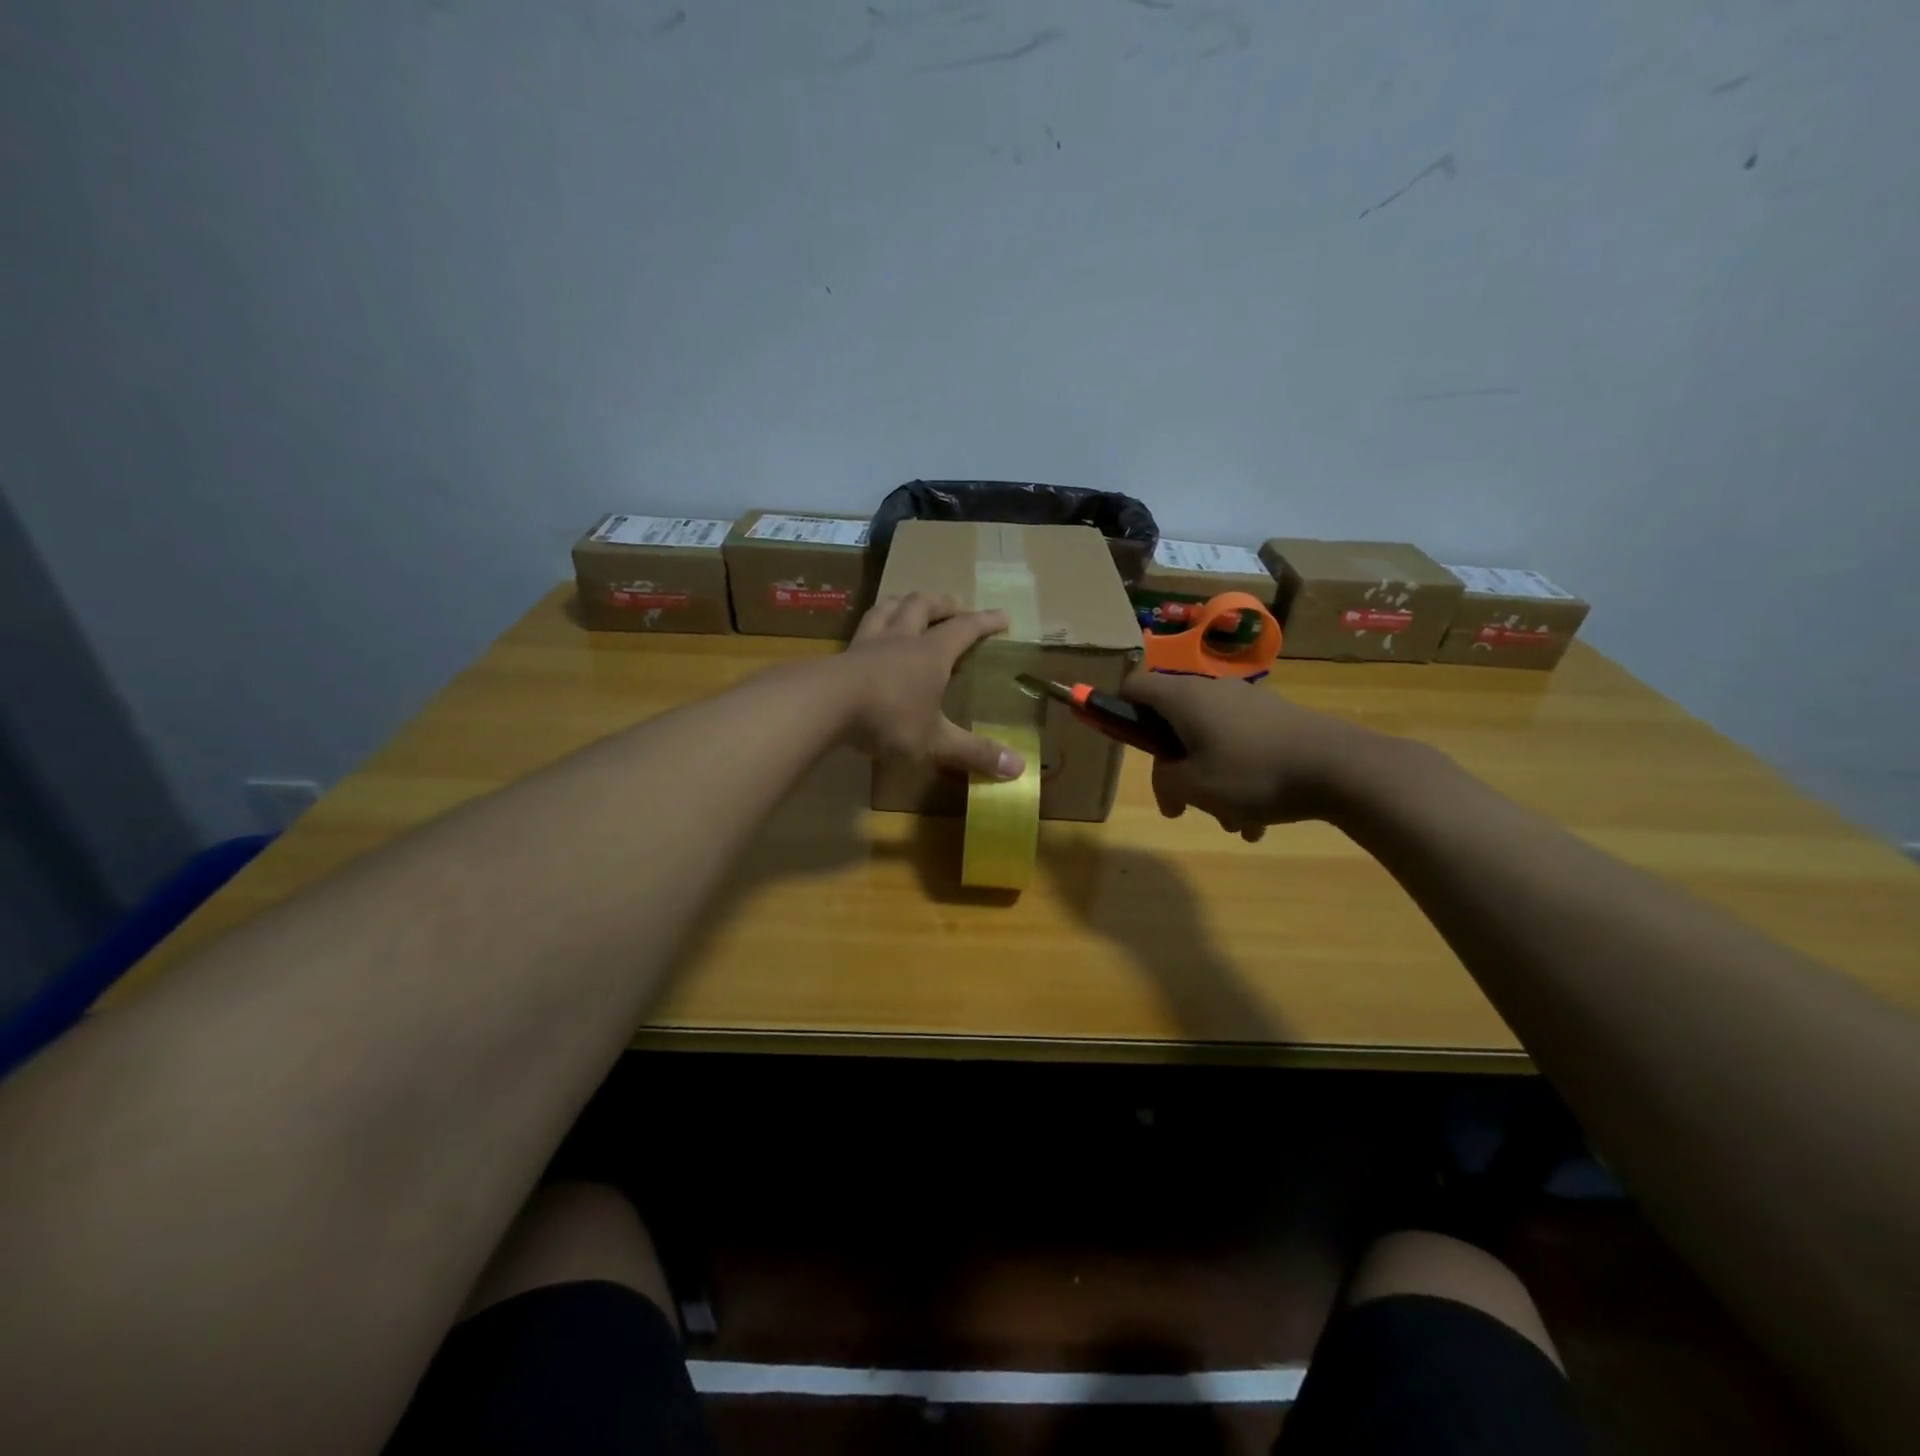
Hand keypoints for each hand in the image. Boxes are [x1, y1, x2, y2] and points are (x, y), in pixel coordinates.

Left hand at [837, 593, 1024, 779]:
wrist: (824, 705)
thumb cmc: (889, 718)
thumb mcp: (935, 740)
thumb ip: (974, 752)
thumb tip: (1019, 770)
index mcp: (931, 653)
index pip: (965, 628)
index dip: (986, 621)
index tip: (1003, 617)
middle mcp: (902, 638)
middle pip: (922, 606)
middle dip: (942, 604)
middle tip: (954, 606)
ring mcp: (868, 643)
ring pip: (887, 608)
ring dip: (903, 603)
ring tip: (909, 606)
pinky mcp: (842, 655)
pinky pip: (861, 629)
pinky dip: (873, 625)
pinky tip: (869, 637)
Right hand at [1119, 671, 1387, 839]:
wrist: (1341, 767)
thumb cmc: (1253, 774)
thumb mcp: (1195, 787)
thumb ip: (1164, 781)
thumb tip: (1168, 778)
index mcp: (1183, 697)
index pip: (1133, 686)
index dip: (1118, 710)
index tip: (1127, 745)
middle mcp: (1212, 691)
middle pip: (1172, 722)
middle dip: (1172, 768)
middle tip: (1179, 806)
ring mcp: (1248, 703)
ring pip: (1209, 741)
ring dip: (1210, 782)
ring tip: (1231, 822)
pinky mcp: (1276, 720)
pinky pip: (1241, 747)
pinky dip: (1240, 779)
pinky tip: (1257, 820)